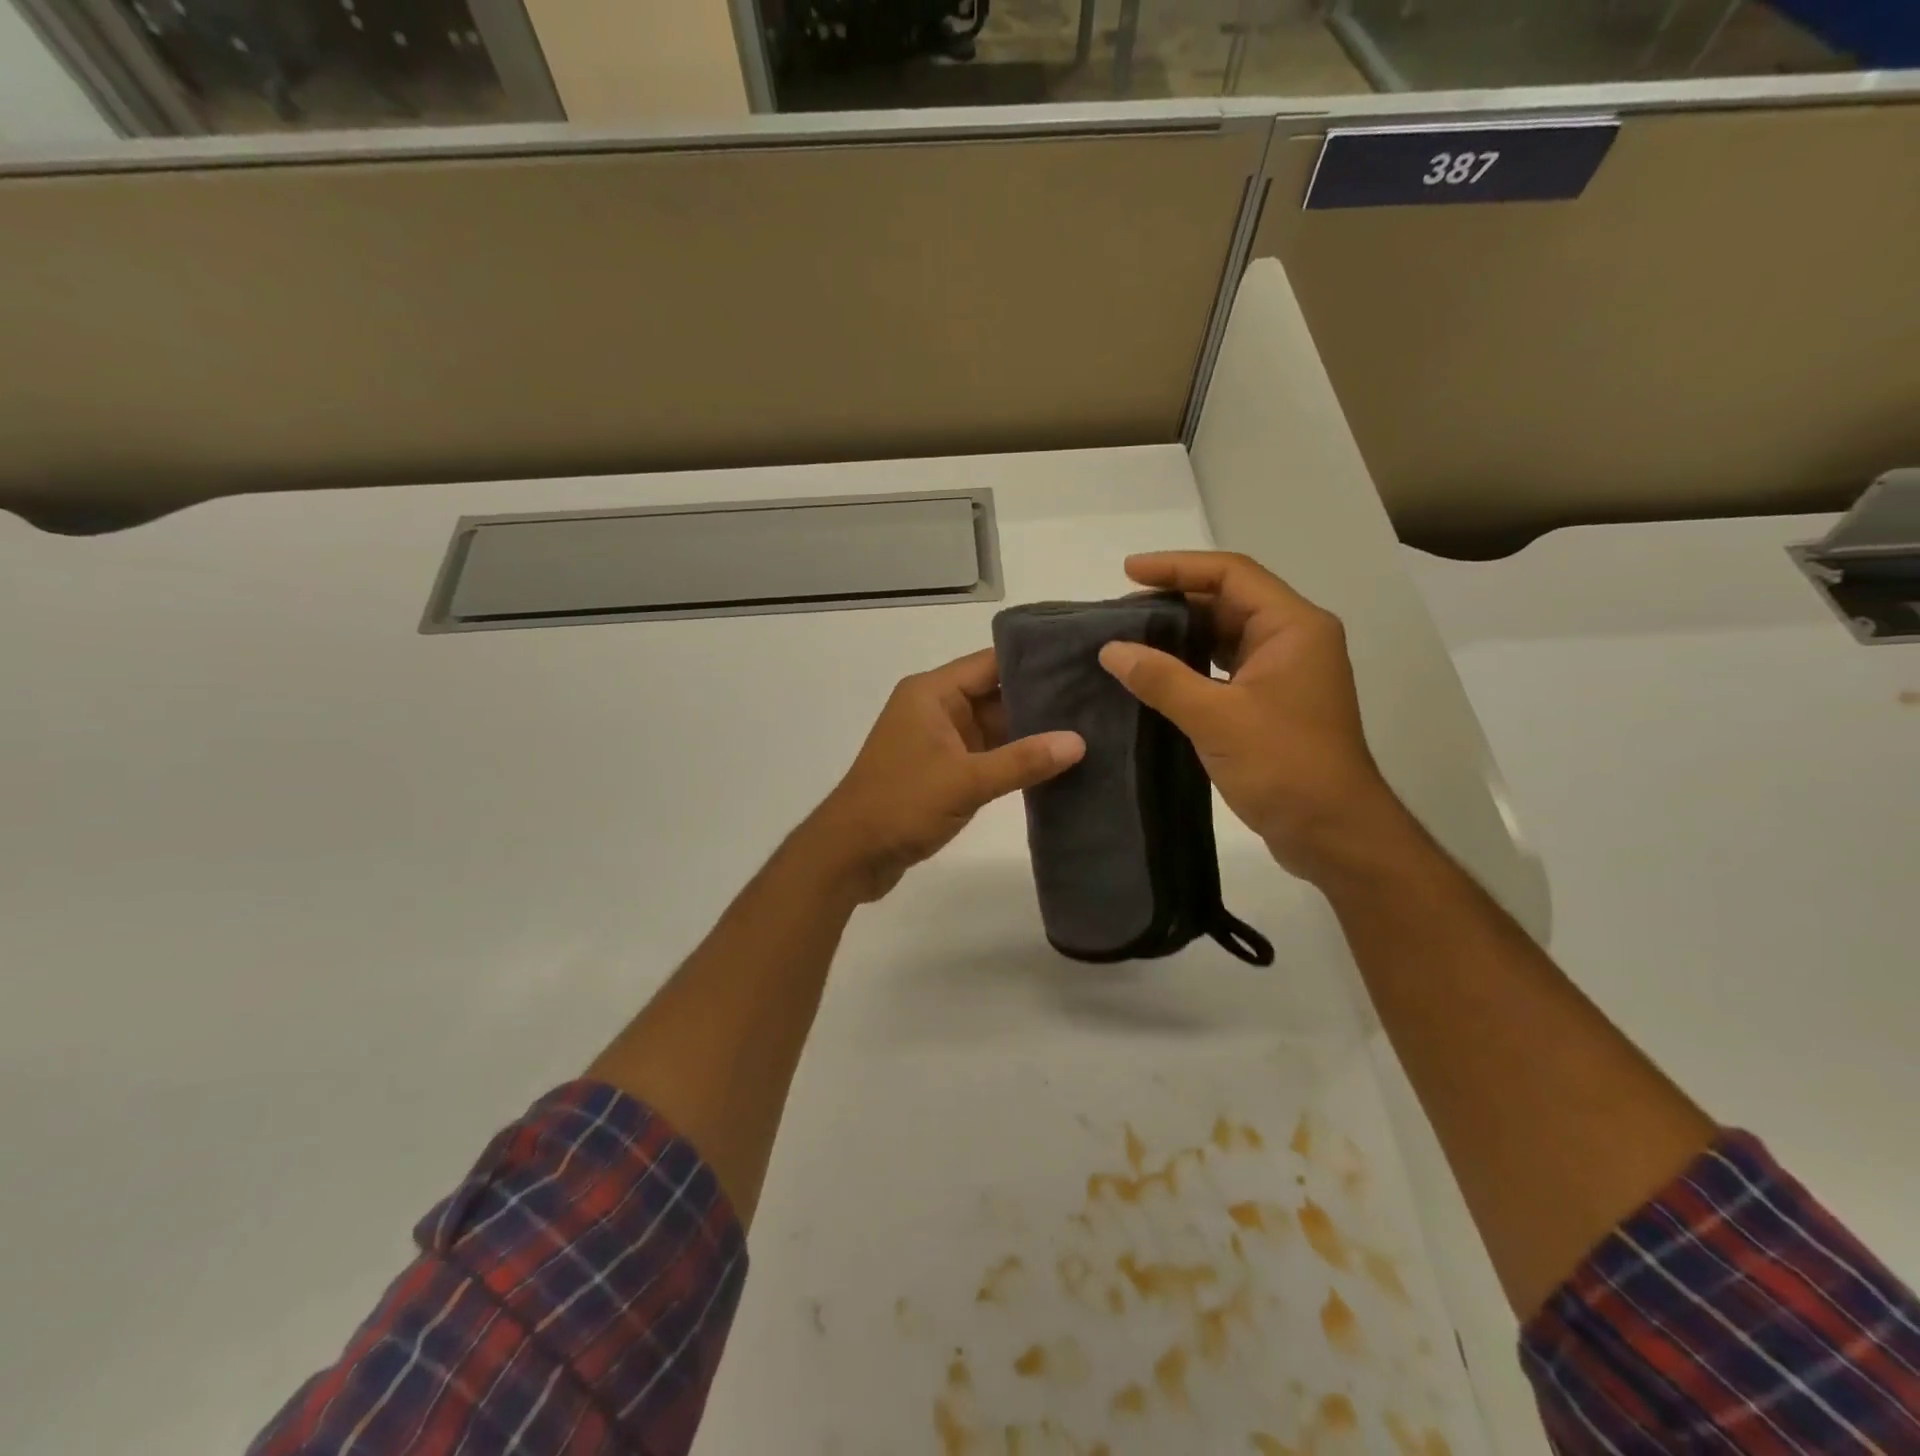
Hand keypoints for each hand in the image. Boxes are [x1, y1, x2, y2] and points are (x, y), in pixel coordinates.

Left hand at [806, 648, 1084, 901]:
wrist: (850, 855)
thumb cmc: (901, 804)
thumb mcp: (966, 781)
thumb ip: (1022, 761)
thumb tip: (1079, 742)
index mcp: (932, 693)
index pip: (991, 663)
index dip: (1035, 661)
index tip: (1082, 661)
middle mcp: (935, 709)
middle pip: (996, 694)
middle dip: (1041, 699)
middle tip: (1097, 699)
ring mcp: (938, 741)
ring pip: (993, 727)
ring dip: (1030, 733)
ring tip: (1088, 729)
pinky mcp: (942, 771)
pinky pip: (986, 755)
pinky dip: (1013, 759)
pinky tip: (1055, 764)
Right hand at [1098, 552, 1411, 884]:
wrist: (1332, 832)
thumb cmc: (1284, 765)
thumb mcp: (1216, 718)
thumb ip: (1161, 679)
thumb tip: (1111, 650)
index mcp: (1292, 627)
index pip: (1230, 574)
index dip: (1177, 567)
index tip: (1128, 571)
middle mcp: (1293, 640)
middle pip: (1227, 601)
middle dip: (1174, 602)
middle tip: (1120, 612)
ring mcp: (1284, 673)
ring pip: (1224, 637)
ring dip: (1180, 635)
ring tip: (1129, 639)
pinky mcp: (1271, 704)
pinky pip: (1224, 669)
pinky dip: (1190, 666)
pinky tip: (1155, 676)